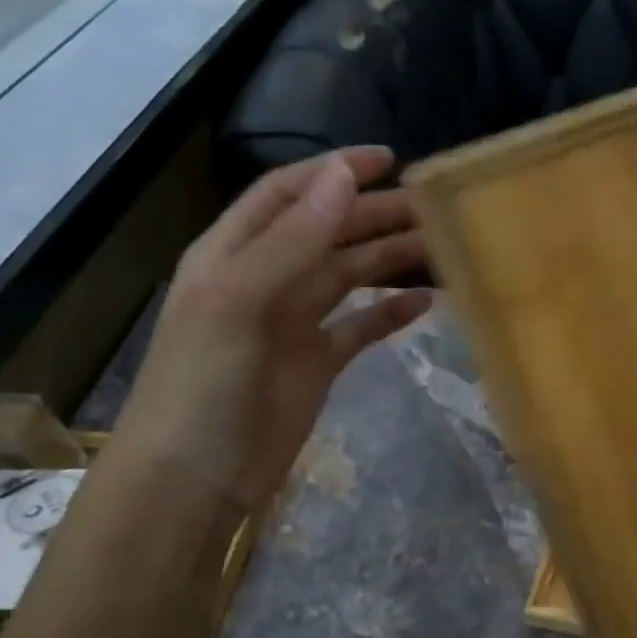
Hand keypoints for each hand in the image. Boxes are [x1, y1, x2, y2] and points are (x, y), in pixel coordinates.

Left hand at [109, 146, 431, 512]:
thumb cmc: (205, 384)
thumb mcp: (240, 302)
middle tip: (432, 207)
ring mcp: (294, 324)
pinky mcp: (317, 364)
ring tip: (440, 248)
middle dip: (375, 215)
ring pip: (349, 276)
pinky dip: (390, 312)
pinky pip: (360, 327)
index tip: (388, 160)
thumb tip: (343, 178)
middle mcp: (265, 280)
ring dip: (390, 259)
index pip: (288, 194)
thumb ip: (293, 241)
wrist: (196, 477)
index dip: (333, 171)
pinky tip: (425, 303)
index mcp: (233, 254)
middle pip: (327, 233)